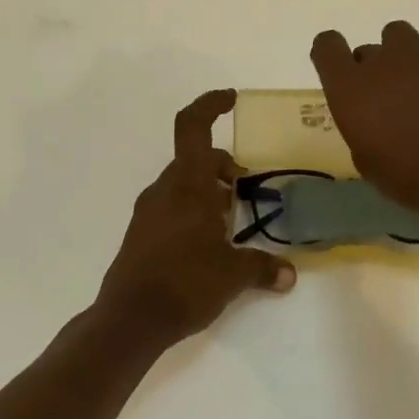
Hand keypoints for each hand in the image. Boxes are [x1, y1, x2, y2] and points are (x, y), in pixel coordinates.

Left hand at [94, 90, 296, 344]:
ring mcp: (148, 211)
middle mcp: (165, 190)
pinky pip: (170, 205)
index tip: (231, 99)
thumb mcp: (232, 275)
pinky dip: (192, 208)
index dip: (210, 104)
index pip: (192, 126)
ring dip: (207, 189)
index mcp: (187, 184)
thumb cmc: (185, 283)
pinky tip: (207, 240)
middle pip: (194, 158)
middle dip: (221, 165)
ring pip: (182, 183)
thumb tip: (289, 275)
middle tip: (245, 187)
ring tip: (230, 217)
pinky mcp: (141, 233)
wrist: (130, 319)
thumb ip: (263, 267)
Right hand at [310, 21, 418, 214]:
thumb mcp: (364, 158)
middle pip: (369, 47)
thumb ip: (360, 124)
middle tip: (389, 95)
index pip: (327, 45)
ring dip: (405, 56)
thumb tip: (371, 116)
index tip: (339, 68)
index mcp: (349, 87)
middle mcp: (381, 62)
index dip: (331, 52)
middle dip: (374, 67)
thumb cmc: (404, 175)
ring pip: (402, 35)